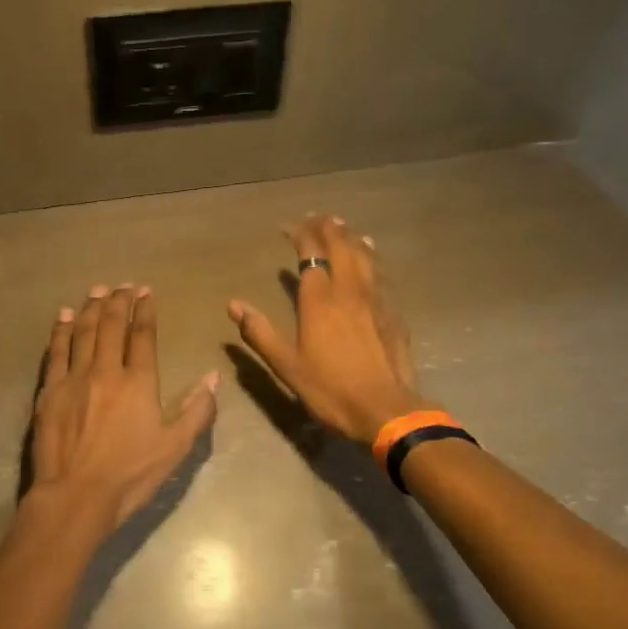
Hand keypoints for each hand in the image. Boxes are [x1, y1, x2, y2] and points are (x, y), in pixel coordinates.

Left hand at [25, 284, 219, 540]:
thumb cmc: (130, 475)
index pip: (142, 336)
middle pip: (110, 326)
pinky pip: (56, 351)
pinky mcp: (50, 392)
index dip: (145, 311)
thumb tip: (212, 377)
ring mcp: (74, 378)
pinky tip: (63, 317)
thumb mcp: (175, 447)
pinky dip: (60, 331)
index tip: (146, 292)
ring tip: (97, 290)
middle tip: (122, 285)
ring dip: (90, 308)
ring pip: (82, 332)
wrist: (75, 496)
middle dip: (118, 301)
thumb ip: (197, 410)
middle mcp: (106, 370)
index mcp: (138, 382)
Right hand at [229, 215, 430, 444]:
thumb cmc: (331, 389)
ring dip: (351, 238)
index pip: (311, 253)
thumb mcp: (287, 366)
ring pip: (365, 256)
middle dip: (328, 228)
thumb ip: (260, 333)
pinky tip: (371, 258)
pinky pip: (380, 274)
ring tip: (343, 228)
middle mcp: (349, 290)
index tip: (289, 228)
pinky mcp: (393, 313)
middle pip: (341, 246)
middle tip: (317, 218)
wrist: (386, 410)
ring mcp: (376, 300)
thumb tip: (234, 305)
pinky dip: (371, 258)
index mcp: (320, 300)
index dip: (300, 235)